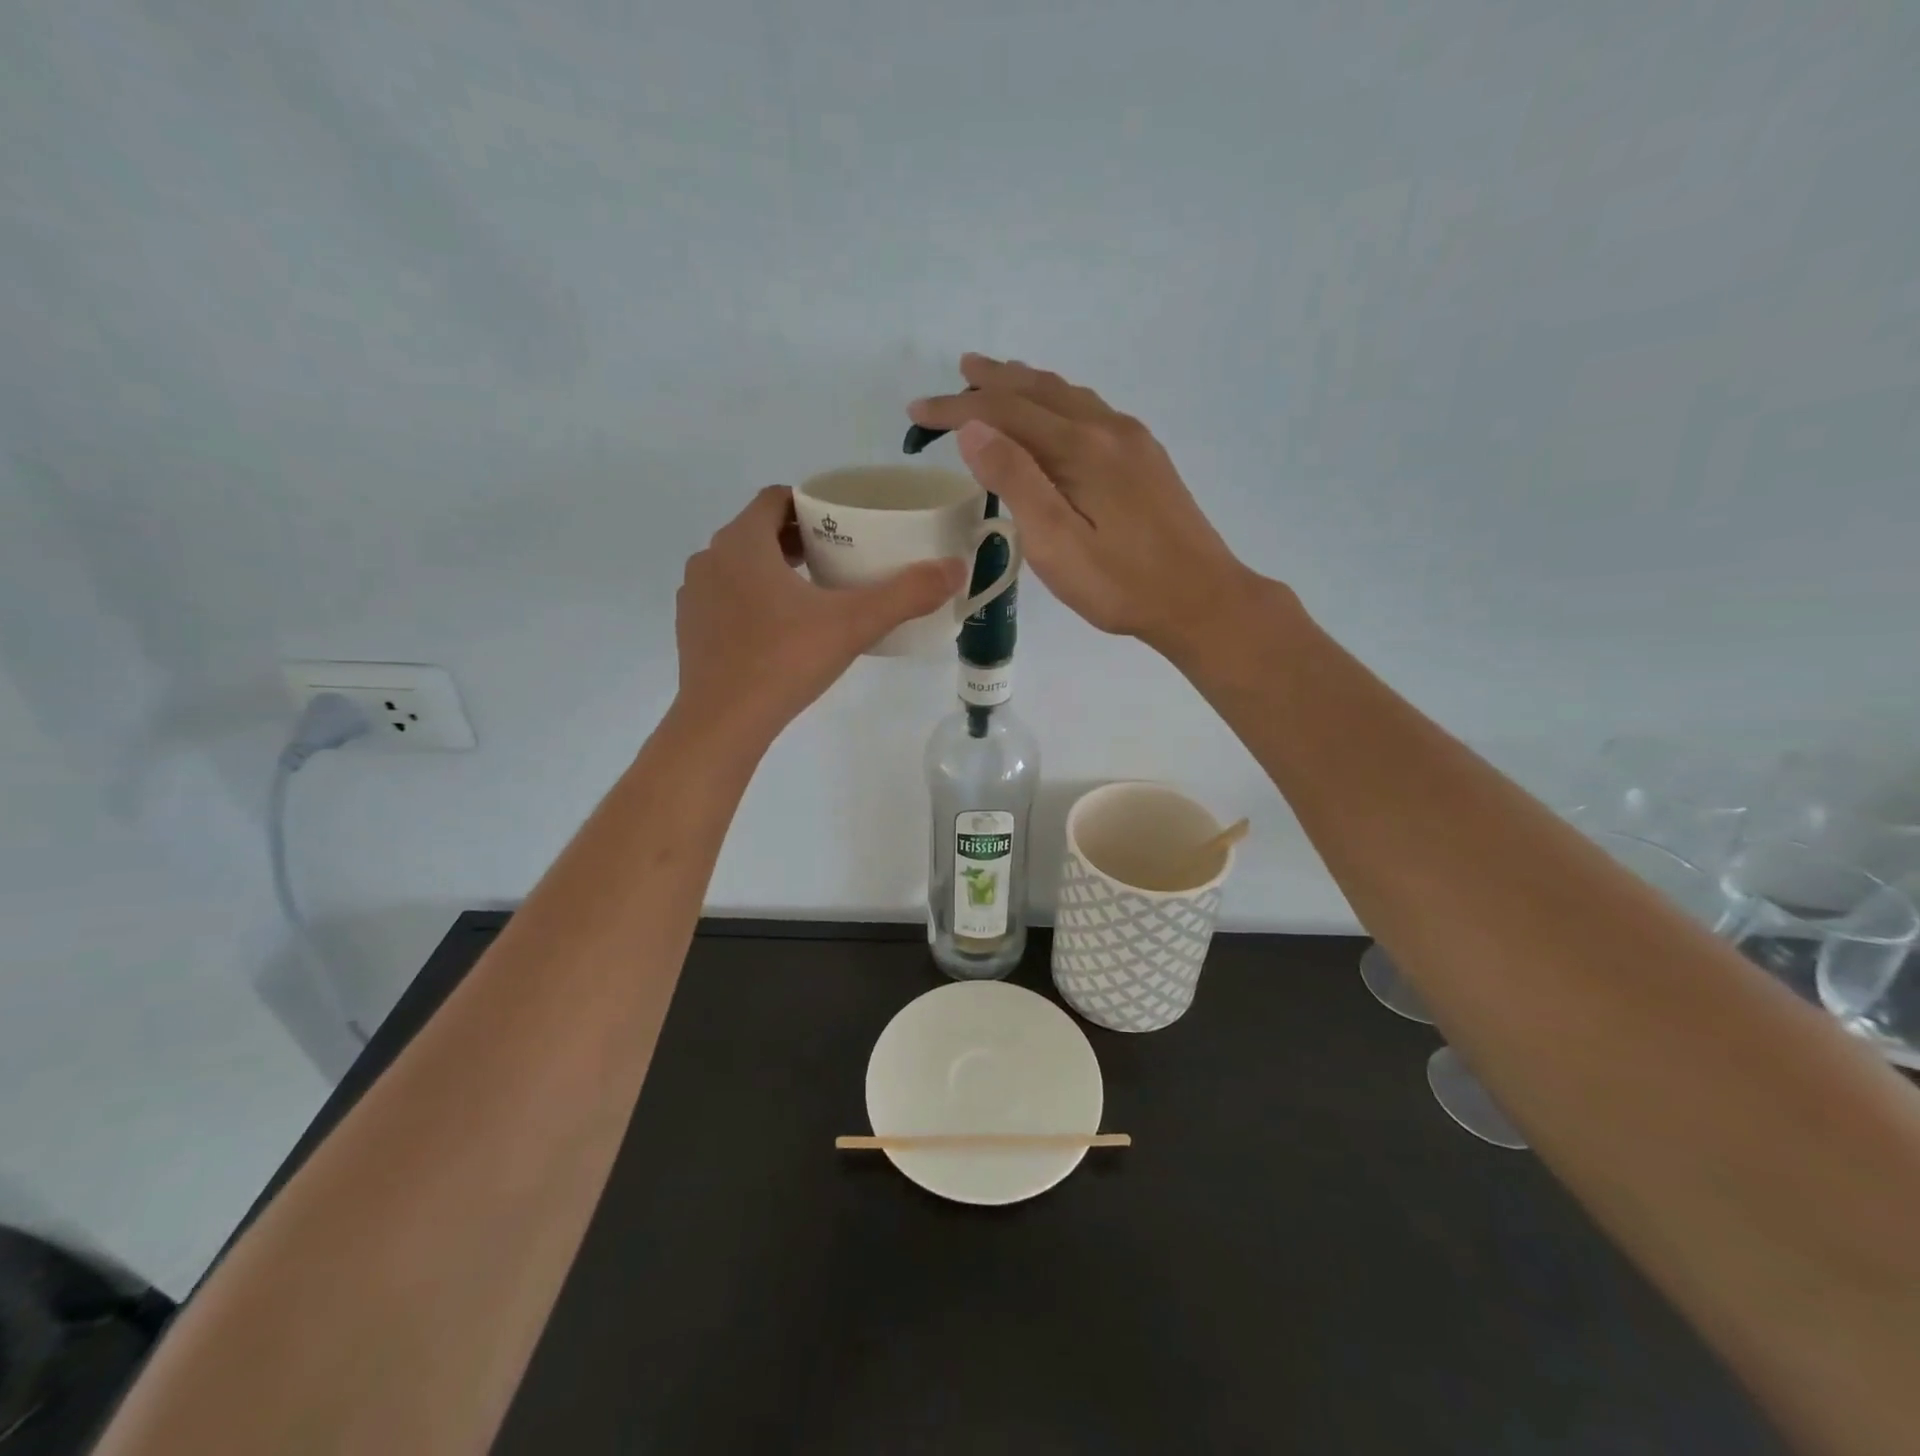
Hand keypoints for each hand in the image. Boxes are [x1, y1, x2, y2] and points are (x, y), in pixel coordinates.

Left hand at [674, 486, 966, 746]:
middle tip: (839, 556)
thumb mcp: (853, 624)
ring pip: (740, 565)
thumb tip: (955, 569)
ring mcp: (695, 595)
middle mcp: (711, 558)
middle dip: (798, 538)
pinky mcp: (690, 629)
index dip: (810, 504)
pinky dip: (752, 599)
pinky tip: (781, 630)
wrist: (722, 724)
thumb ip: (905, 594)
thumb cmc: (784, 661)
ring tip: (814, 592)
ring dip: (773, 568)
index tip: (842, 522)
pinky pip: (726, 597)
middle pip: (759, 531)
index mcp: (743, 542)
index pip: (775, 499)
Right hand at [907, 355, 1265, 653]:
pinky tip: (1054, 414)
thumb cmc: (1121, 584)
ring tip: (997, 379)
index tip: (917, 411)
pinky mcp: (1146, 458)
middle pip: (1039, 390)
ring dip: (1027, 385)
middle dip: (992, 382)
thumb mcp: (1057, 543)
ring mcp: (1133, 440)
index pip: (1006, 411)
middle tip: (957, 373)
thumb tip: (973, 428)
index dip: (957, 407)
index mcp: (1081, 448)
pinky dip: (1056, 401)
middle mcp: (1108, 429)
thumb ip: (1016, 482)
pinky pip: (1089, 410)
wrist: (1201, 599)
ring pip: (1068, 396)